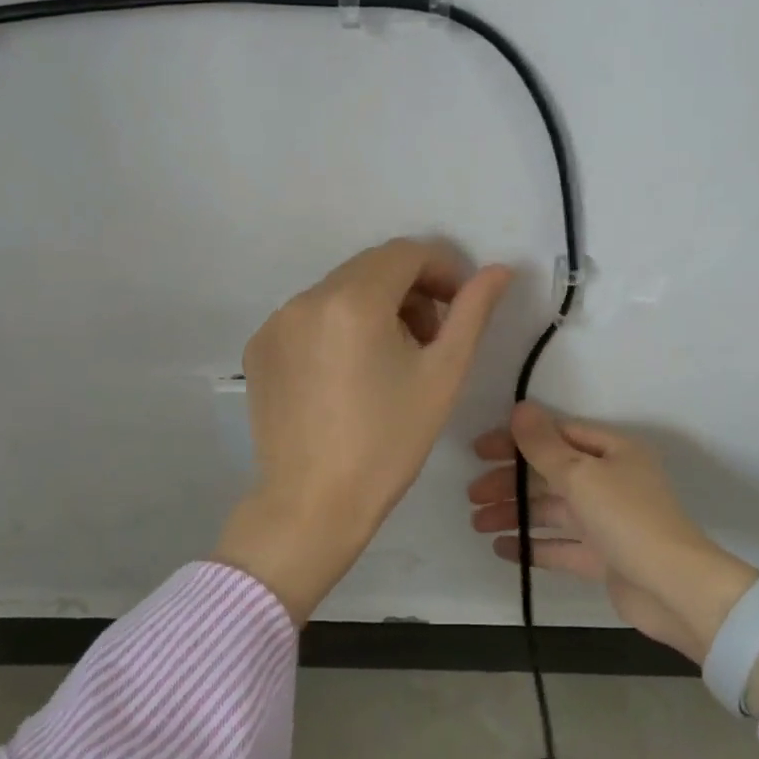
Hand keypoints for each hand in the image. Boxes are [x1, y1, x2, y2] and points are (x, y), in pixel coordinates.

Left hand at [214, 238, 512, 623]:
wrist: (312, 505)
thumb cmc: (388, 443)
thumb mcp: (442, 375)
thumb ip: (472, 313)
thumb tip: (498, 270)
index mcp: (353, 300)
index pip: (406, 253)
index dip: (442, 270)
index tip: (459, 305)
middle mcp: (306, 298)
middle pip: (371, 268)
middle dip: (410, 290)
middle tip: (429, 338)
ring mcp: (276, 322)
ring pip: (340, 291)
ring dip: (375, 308)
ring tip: (390, 359)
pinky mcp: (260, 347)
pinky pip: (310, 317)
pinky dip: (338, 327)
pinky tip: (349, 374)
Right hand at [469, 402, 758, 707]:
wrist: (675, 590)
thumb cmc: (627, 519)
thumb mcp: (580, 474)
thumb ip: (544, 445)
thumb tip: (519, 408)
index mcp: (613, 452)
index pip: (557, 435)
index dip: (517, 440)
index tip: (480, 451)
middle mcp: (611, 481)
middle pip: (550, 474)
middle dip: (510, 482)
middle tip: (472, 494)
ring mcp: (607, 521)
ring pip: (552, 510)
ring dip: (515, 513)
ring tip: (477, 523)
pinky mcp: (604, 557)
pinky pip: (561, 545)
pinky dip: (532, 545)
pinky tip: (502, 548)